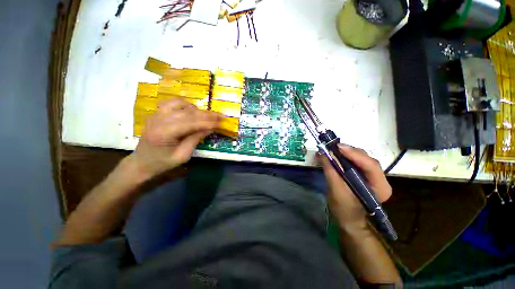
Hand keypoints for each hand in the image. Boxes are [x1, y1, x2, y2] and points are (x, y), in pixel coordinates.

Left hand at [130, 98, 221, 178]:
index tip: (221, 122)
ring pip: (181, 104)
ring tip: (206, 116)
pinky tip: (192, 111)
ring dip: (197, 109)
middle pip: (188, 112)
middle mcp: (159, 120)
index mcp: (164, 133)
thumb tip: (210, 127)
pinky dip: (185, 105)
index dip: (208, 122)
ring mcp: (156, 114)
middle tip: (220, 116)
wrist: (141, 162)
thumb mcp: (183, 155)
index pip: (191, 123)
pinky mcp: (156, 113)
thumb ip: (196, 139)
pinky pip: (173, 103)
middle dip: (207, 115)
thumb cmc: (163, 163)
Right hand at [321, 144, 391, 229]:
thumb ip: (331, 171)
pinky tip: (335, 155)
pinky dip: (345, 157)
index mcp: (380, 187)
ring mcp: (372, 176)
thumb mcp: (336, 191)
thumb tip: (322, 154)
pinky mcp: (364, 174)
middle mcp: (380, 179)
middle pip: (366, 159)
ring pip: (361, 158)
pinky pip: (356, 161)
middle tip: (333, 147)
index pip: (370, 165)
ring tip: (332, 150)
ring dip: (346, 153)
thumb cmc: (344, 209)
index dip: (354, 154)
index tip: (338, 147)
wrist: (348, 220)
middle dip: (349, 152)